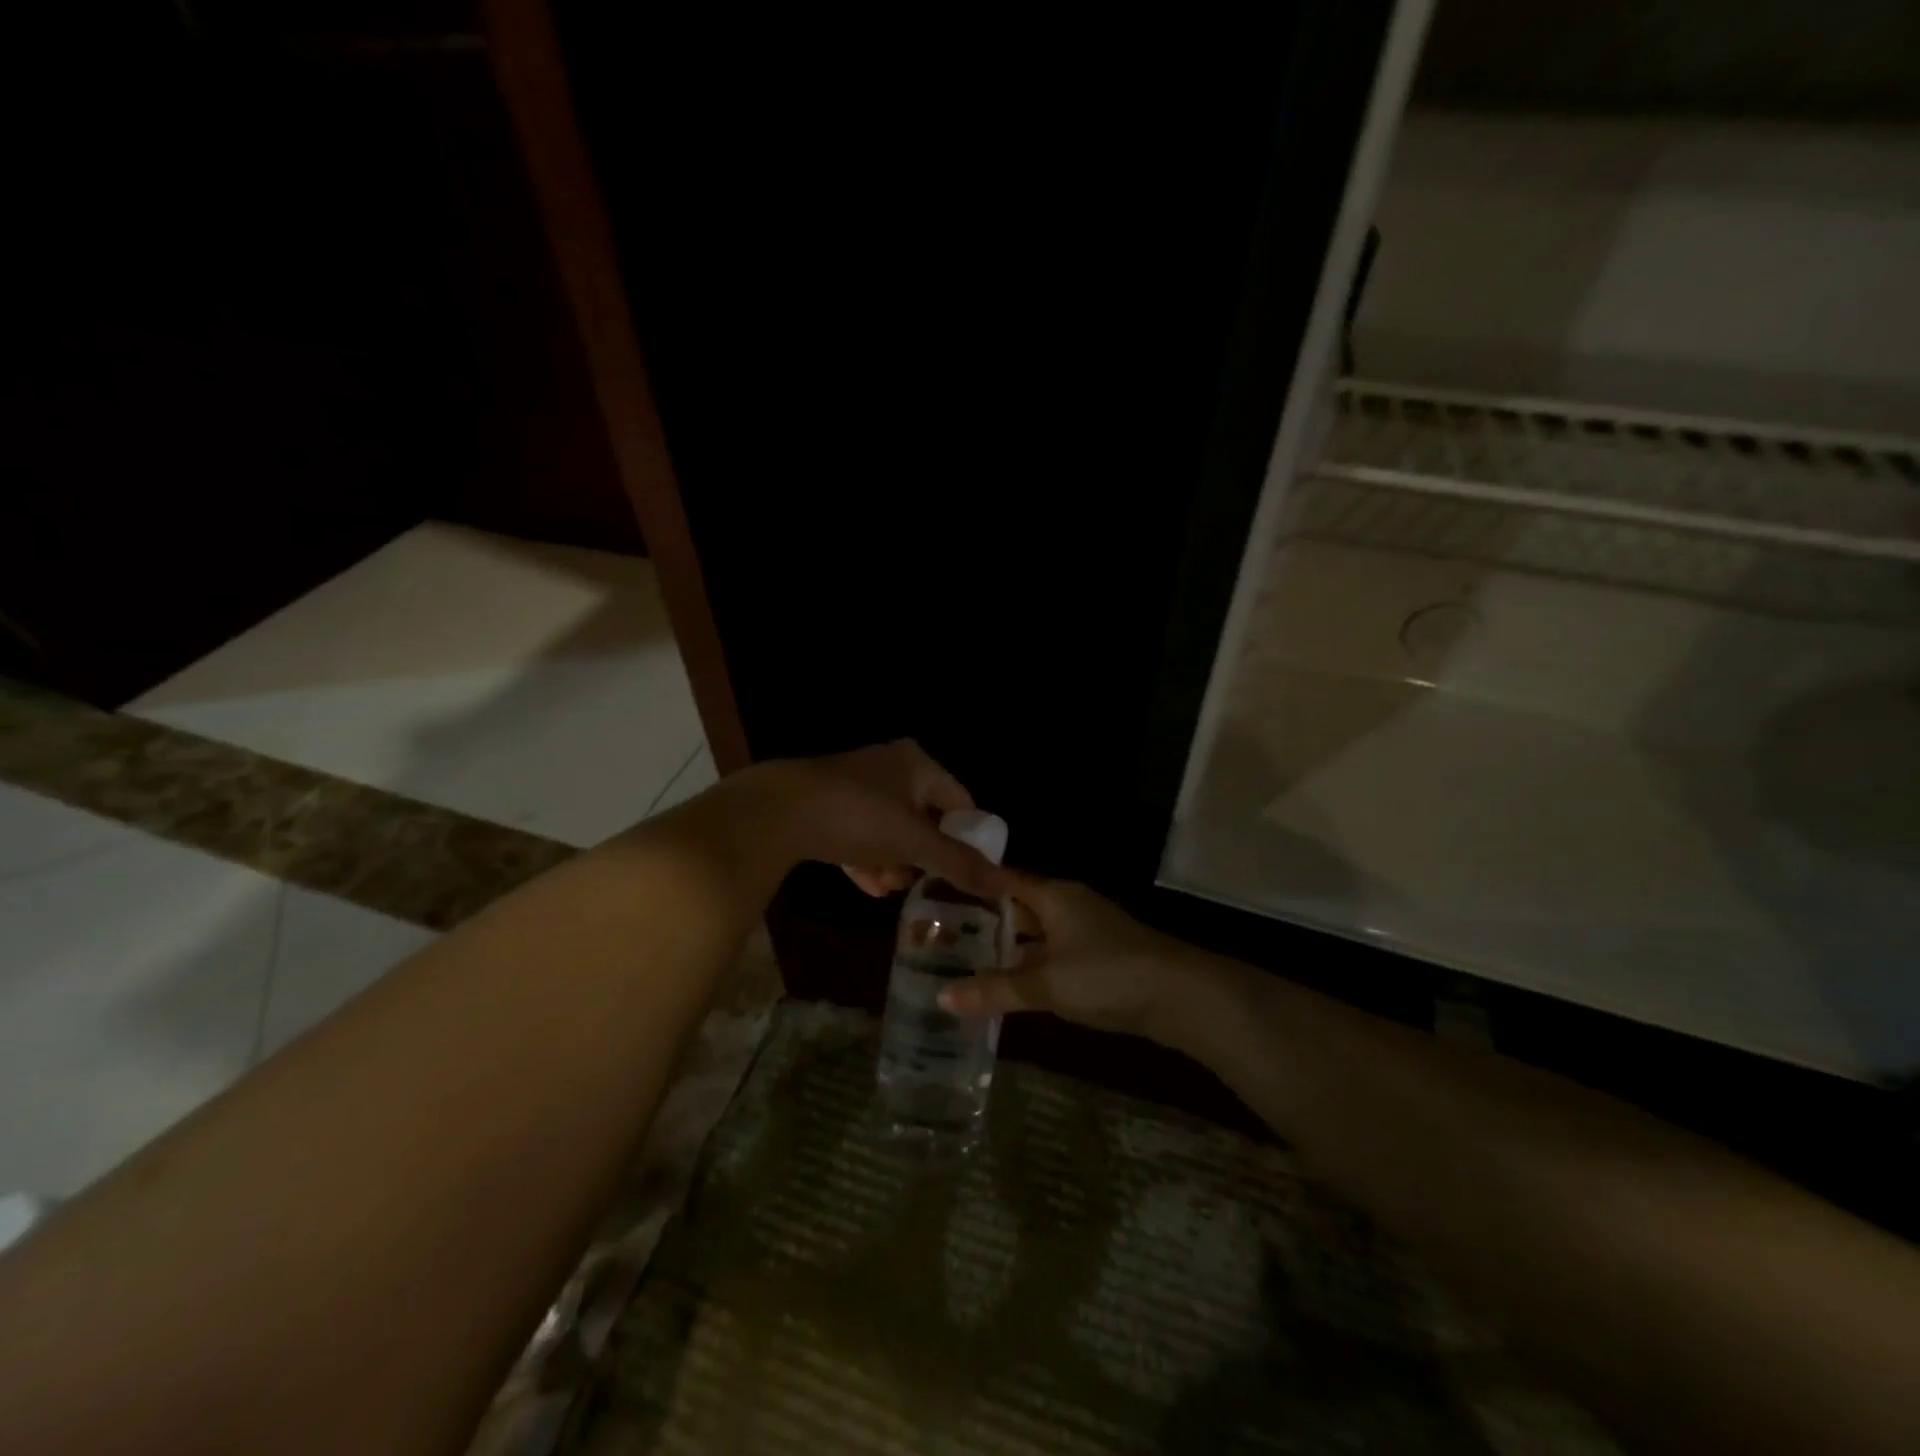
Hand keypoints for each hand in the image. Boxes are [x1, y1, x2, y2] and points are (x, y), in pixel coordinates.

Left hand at [750, 740, 1008, 899]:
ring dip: (894, 861)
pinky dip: (866, 859)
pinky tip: (867, 886)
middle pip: (922, 816)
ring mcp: (853, 785)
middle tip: (922, 883)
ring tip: (890, 889)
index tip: (968, 871)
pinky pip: (858, 834)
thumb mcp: (914, 842)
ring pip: (888, 828)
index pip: (960, 800)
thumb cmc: (858, 817)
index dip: (967, 836)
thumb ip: (959, 863)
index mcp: (916, 764)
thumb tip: (1006, 885)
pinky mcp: (824, 804)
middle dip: (923, 855)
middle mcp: (888, 767)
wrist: (776, 811)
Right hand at [939, 878, 1227, 1045]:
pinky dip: (1033, 963)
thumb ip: (996, 990)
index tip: (936, 889)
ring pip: (1038, 932)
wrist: (1182, 996)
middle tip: (942, 931)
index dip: (973, 883)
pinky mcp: (1103, 956)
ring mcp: (1089, 930)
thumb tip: (942, 997)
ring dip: (1010, 945)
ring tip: (968, 958)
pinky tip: (1014, 983)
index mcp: (1054, 896)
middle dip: (987, 918)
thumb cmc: (1107, 974)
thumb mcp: (1046, 984)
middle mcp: (1070, 904)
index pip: (1004, 879)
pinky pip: (1055, 952)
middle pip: (1020, 905)